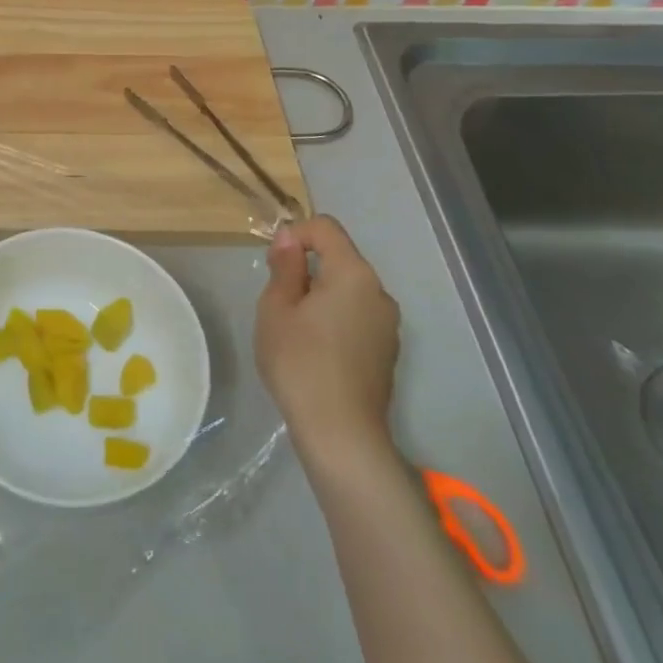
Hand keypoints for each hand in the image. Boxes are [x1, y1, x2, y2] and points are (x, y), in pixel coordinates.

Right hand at [254, 215, 400, 459]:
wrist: (340, 433)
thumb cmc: (300, 362)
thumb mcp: (277, 308)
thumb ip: (285, 267)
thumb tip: (289, 237)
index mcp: (353, 274)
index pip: (326, 228)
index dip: (296, 234)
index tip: (274, 263)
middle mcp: (379, 292)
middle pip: (339, 259)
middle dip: (306, 268)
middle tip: (276, 299)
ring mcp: (388, 324)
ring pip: (348, 290)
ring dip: (320, 295)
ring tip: (293, 327)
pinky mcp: (387, 351)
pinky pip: (357, 316)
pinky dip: (334, 318)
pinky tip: (315, 350)